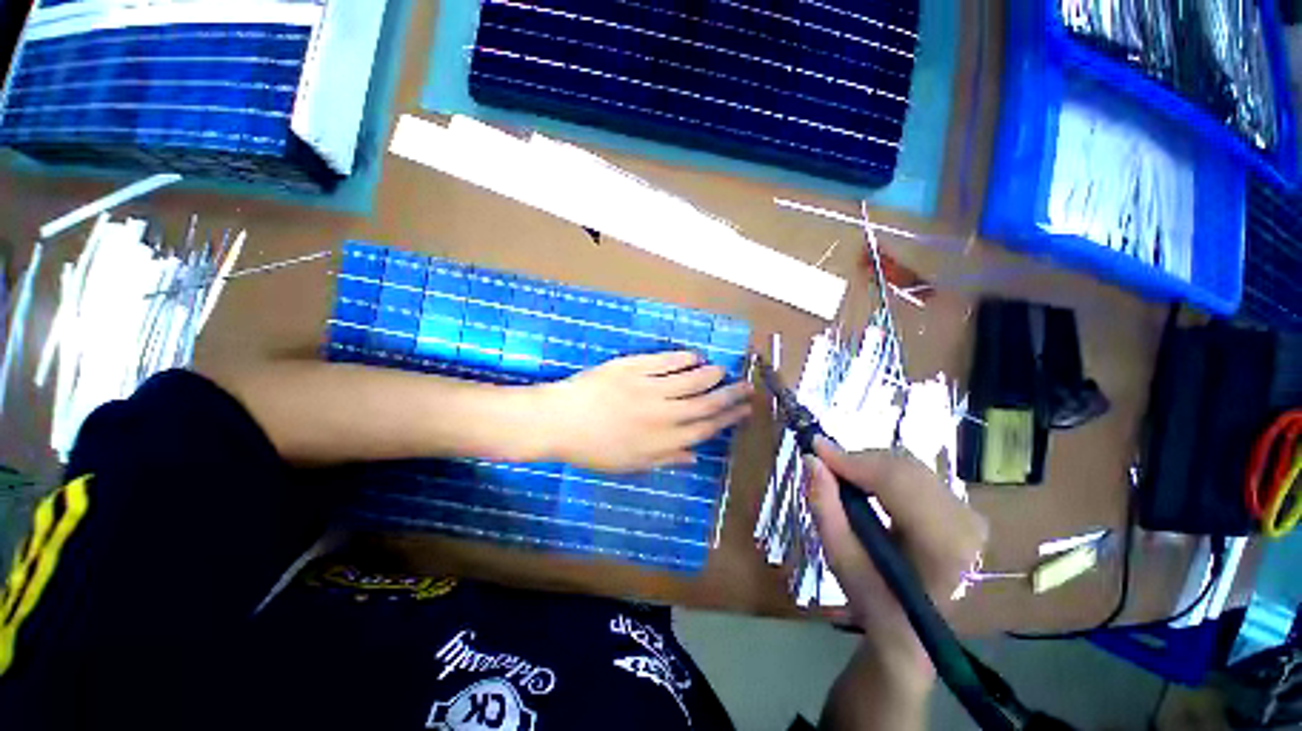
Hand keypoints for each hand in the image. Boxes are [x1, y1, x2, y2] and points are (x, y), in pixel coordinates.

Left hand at [537, 351, 752, 472]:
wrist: (560, 421)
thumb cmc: (594, 448)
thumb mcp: (631, 464)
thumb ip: (665, 459)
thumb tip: (694, 456)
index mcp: (663, 441)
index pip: (706, 428)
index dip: (728, 418)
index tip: (744, 410)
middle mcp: (664, 415)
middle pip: (706, 403)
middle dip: (730, 395)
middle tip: (747, 386)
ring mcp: (650, 388)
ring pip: (691, 379)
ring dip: (710, 374)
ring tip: (721, 370)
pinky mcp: (635, 368)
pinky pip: (666, 361)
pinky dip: (683, 358)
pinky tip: (693, 356)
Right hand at [805, 438, 987, 677]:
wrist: (916, 630)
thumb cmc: (876, 600)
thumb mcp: (841, 559)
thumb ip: (825, 507)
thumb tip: (811, 460)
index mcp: (943, 544)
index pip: (896, 482)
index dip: (853, 460)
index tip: (815, 448)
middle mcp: (966, 522)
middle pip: (903, 468)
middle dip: (858, 461)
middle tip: (824, 464)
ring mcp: (969, 512)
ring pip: (909, 465)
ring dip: (869, 465)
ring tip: (841, 475)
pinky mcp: (963, 507)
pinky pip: (916, 473)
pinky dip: (883, 471)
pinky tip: (865, 482)